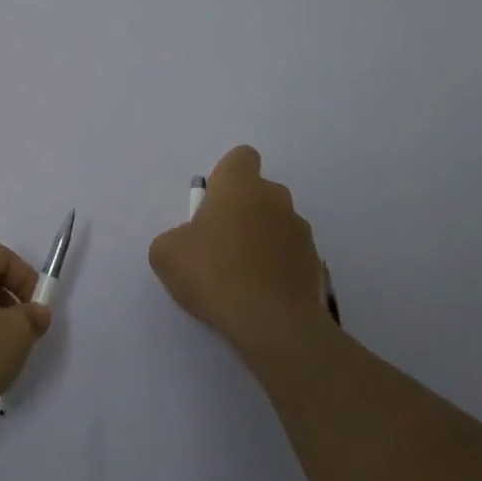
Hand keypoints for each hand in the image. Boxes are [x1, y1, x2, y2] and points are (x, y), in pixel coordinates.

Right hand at [149, 145, 332, 358]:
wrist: (272, 323)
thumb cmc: (214, 273)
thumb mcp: (166, 254)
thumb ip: (174, 237)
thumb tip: (188, 242)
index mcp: (241, 185)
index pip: (241, 157)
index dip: (226, 176)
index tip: (213, 204)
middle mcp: (275, 198)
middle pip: (259, 192)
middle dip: (242, 211)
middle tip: (219, 244)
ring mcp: (301, 231)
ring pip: (276, 223)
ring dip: (261, 239)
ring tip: (241, 276)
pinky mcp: (315, 263)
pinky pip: (290, 254)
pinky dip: (277, 266)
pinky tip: (261, 294)